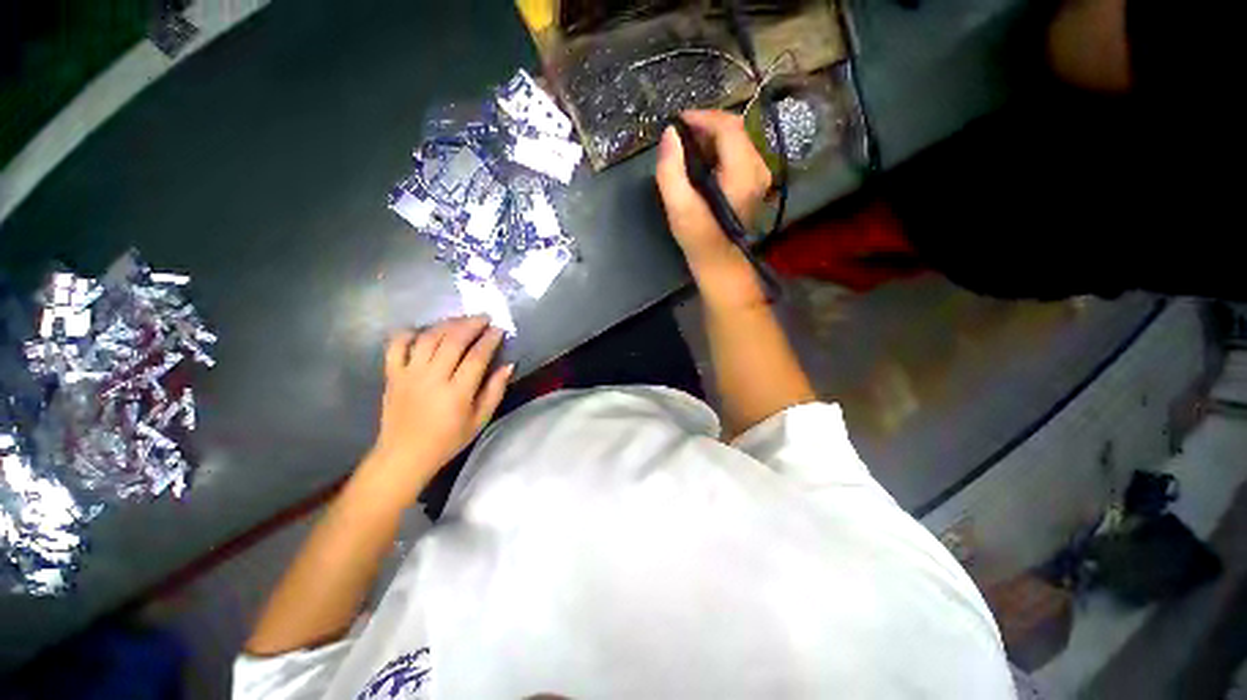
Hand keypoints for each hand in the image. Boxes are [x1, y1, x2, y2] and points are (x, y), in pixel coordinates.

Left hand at [362, 316, 512, 499]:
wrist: (404, 455)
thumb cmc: (448, 440)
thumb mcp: (480, 420)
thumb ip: (495, 391)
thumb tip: (508, 366)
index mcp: (457, 392)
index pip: (476, 356)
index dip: (490, 339)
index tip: (499, 329)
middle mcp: (432, 378)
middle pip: (453, 341)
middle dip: (471, 324)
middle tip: (483, 318)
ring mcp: (409, 374)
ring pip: (428, 338)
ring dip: (447, 324)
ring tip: (460, 320)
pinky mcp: (392, 375)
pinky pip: (396, 346)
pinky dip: (408, 333)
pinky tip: (422, 330)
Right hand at [655, 110, 772, 270]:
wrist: (720, 262)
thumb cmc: (699, 238)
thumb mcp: (679, 208)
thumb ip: (671, 171)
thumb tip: (670, 134)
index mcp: (744, 173)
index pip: (728, 127)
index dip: (702, 117)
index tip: (677, 123)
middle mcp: (759, 168)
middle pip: (735, 129)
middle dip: (706, 127)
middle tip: (680, 138)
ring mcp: (760, 175)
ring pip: (737, 139)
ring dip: (711, 138)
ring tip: (687, 150)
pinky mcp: (756, 182)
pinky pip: (738, 153)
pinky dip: (718, 150)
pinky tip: (701, 163)